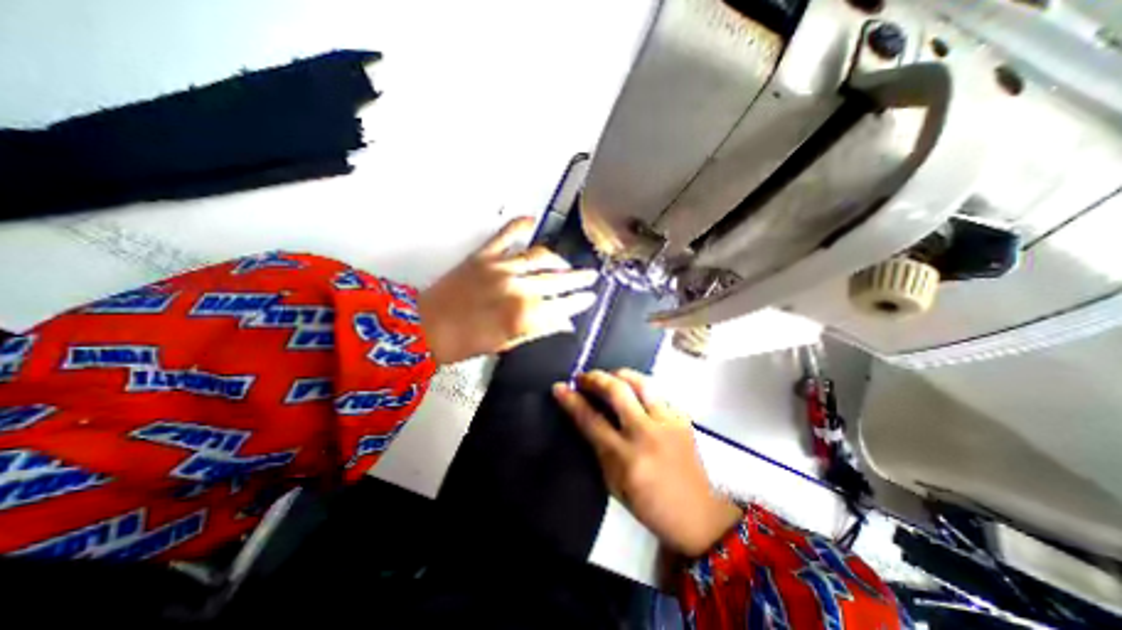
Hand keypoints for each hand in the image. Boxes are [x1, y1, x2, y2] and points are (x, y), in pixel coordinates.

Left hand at [417, 218, 598, 362]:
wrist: (425, 329)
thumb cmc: (466, 343)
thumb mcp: (508, 344)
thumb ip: (539, 330)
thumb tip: (564, 323)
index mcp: (525, 315)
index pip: (563, 306)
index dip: (580, 301)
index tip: (590, 297)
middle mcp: (518, 288)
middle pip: (557, 280)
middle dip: (578, 279)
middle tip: (591, 276)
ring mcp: (501, 268)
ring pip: (540, 257)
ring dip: (558, 260)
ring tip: (567, 263)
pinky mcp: (484, 256)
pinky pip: (506, 235)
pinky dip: (520, 225)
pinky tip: (532, 220)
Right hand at [554, 368, 743, 556]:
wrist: (704, 517)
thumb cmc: (654, 507)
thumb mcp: (617, 486)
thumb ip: (601, 451)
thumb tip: (586, 419)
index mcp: (625, 458)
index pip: (591, 420)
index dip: (572, 401)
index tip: (559, 387)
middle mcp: (646, 433)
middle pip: (617, 391)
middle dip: (596, 378)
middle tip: (584, 377)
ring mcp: (668, 422)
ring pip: (641, 382)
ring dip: (620, 374)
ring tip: (610, 377)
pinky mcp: (684, 418)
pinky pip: (659, 392)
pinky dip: (642, 387)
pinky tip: (636, 392)